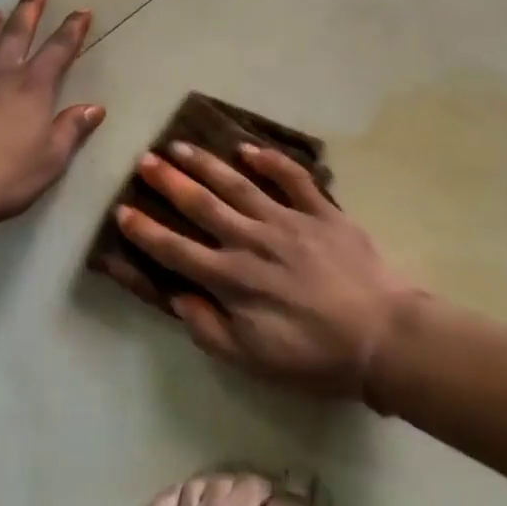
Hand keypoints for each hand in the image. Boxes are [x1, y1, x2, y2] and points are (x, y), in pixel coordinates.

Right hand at [99, 140, 410, 399]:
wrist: (383, 337)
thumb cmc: (315, 356)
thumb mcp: (252, 359)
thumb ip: (208, 328)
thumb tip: (177, 297)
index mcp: (232, 278)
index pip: (176, 250)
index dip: (146, 231)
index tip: (122, 210)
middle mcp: (252, 241)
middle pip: (202, 205)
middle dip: (169, 182)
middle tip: (145, 160)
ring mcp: (288, 220)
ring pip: (239, 184)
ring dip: (207, 163)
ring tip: (181, 146)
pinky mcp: (322, 211)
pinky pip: (293, 178)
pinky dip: (271, 160)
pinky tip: (248, 149)